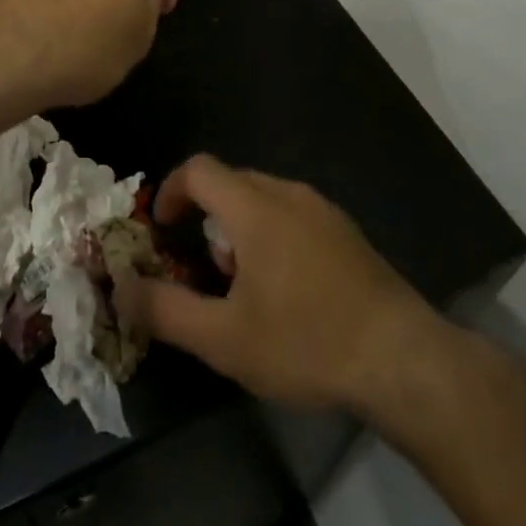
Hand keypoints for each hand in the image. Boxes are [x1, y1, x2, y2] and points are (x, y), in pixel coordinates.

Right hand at [119, 155, 441, 411]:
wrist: (402, 357)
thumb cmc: (306, 342)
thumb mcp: (224, 338)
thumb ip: (166, 310)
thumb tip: (122, 288)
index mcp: (255, 208)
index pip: (199, 169)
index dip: (170, 191)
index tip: (162, 230)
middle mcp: (289, 194)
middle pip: (230, 181)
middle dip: (205, 216)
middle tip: (203, 268)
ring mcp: (323, 210)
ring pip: (263, 198)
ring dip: (238, 228)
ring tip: (243, 285)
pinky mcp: (346, 231)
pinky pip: (293, 214)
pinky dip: (271, 234)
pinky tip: (285, 290)